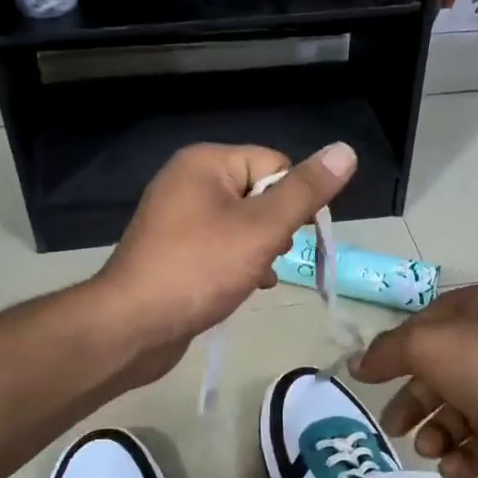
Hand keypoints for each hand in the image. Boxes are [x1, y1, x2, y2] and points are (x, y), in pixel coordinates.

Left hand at [94, 141, 356, 363]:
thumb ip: (305, 191)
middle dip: (276, 227)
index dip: (293, 200)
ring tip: (257, 276)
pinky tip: (246, 287)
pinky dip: (238, 263)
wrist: (132, 326)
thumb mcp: (262, 228)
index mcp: (206, 162)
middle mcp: (188, 180)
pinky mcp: (174, 249)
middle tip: (270, 256)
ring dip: (260, 249)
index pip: (275, 164)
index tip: (291, 237)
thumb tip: (345, 150)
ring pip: (243, 223)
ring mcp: (177, 217)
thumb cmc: (199, 269)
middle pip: (259, 193)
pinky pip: (221, 245)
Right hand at [350, 284, 477, 477]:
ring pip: (458, 413)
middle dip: (412, 403)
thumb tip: (357, 363)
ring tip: (430, 449)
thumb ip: (390, 352)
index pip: (419, 330)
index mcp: (469, 316)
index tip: (366, 381)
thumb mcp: (432, 346)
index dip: (392, 354)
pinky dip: (466, 457)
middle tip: (392, 428)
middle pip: (436, 376)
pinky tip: (455, 467)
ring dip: (437, 433)